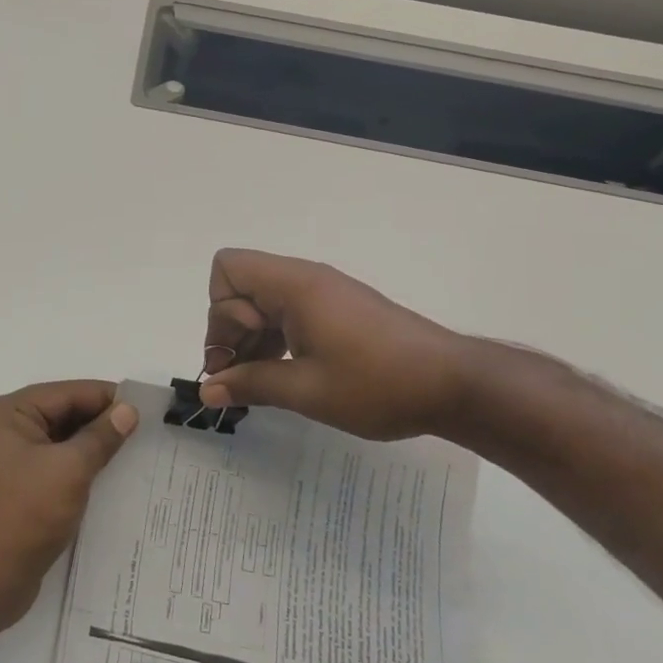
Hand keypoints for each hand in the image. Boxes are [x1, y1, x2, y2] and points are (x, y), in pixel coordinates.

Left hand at [0, 380, 138, 624]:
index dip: (104, 397)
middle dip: (98, 420)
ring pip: (56, 439)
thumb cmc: (26, 515)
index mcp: (3, 413)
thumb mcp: (70, 469)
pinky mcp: (11, 485)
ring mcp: (3, 458)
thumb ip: (101, 436)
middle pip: (58, 413)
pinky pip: (50, 462)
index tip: (143, 404)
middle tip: (143, 427)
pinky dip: (76, 464)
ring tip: (132, 448)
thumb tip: (128, 410)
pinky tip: (106, 471)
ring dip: (89, 443)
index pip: (63, 393)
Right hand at [200, 248, 475, 440]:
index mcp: (294, 286)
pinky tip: (286, 374)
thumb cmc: (377, 384)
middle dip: (230, 331)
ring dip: (252, 338)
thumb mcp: (306, 390)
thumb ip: (251, 385)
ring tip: (261, 383)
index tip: (238, 356)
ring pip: (263, 301)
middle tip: (239, 380)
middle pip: (241, 287)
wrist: (455, 385)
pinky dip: (276, 338)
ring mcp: (324, 293)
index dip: (221, 313)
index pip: (228, 270)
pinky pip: (288, 312)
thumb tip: (207, 392)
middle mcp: (305, 279)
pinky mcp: (339, 309)